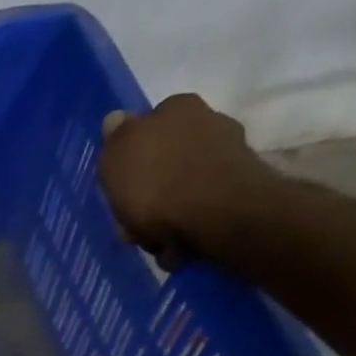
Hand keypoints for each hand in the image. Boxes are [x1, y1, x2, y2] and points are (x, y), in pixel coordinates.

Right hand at [99, 95, 277, 264]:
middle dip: (149, 192)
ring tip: (155, 241)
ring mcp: (228, 156)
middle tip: (134, 222)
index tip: (121, 185)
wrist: (218, 215)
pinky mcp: (240, 190)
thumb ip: (115, 137)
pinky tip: (177, 247)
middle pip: (166, 162)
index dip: (131, 158)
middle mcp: (208, 122)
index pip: (148, 126)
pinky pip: (202, 211)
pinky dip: (187, 229)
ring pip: (183, 189)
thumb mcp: (118, 156)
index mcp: (176, 108)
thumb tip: (115, 119)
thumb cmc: (157, 182)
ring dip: (166, 216)